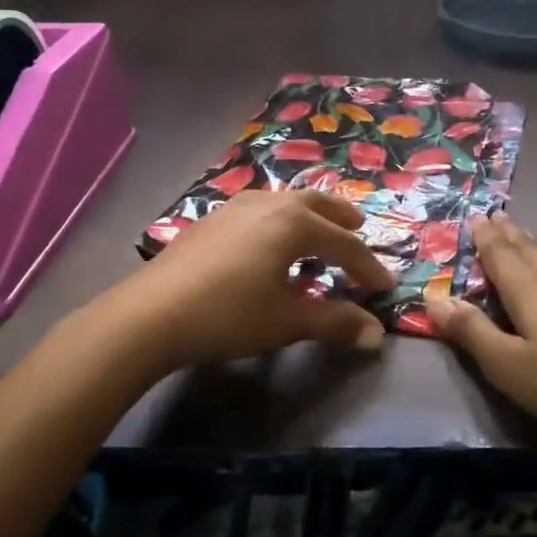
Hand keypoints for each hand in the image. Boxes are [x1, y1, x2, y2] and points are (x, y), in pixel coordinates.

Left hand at [107, 189, 394, 371]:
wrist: (151, 314)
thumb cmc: (228, 315)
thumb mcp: (286, 321)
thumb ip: (334, 322)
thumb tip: (375, 334)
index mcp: (294, 223)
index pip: (344, 244)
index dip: (367, 267)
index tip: (385, 287)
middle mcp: (268, 205)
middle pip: (315, 204)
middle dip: (340, 217)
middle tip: (358, 227)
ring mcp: (235, 208)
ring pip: (283, 202)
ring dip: (308, 215)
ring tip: (315, 231)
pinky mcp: (210, 221)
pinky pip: (258, 212)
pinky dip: (278, 221)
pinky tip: (268, 242)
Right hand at [426, 212, 536, 452]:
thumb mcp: (506, 365)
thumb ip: (470, 331)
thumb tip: (435, 298)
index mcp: (527, 291)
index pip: (500, 256)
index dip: (485, 237)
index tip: (476, 216)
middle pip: (527, 249)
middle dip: (508, 233)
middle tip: (495, 215)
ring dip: (534, 243)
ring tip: (523, 233)